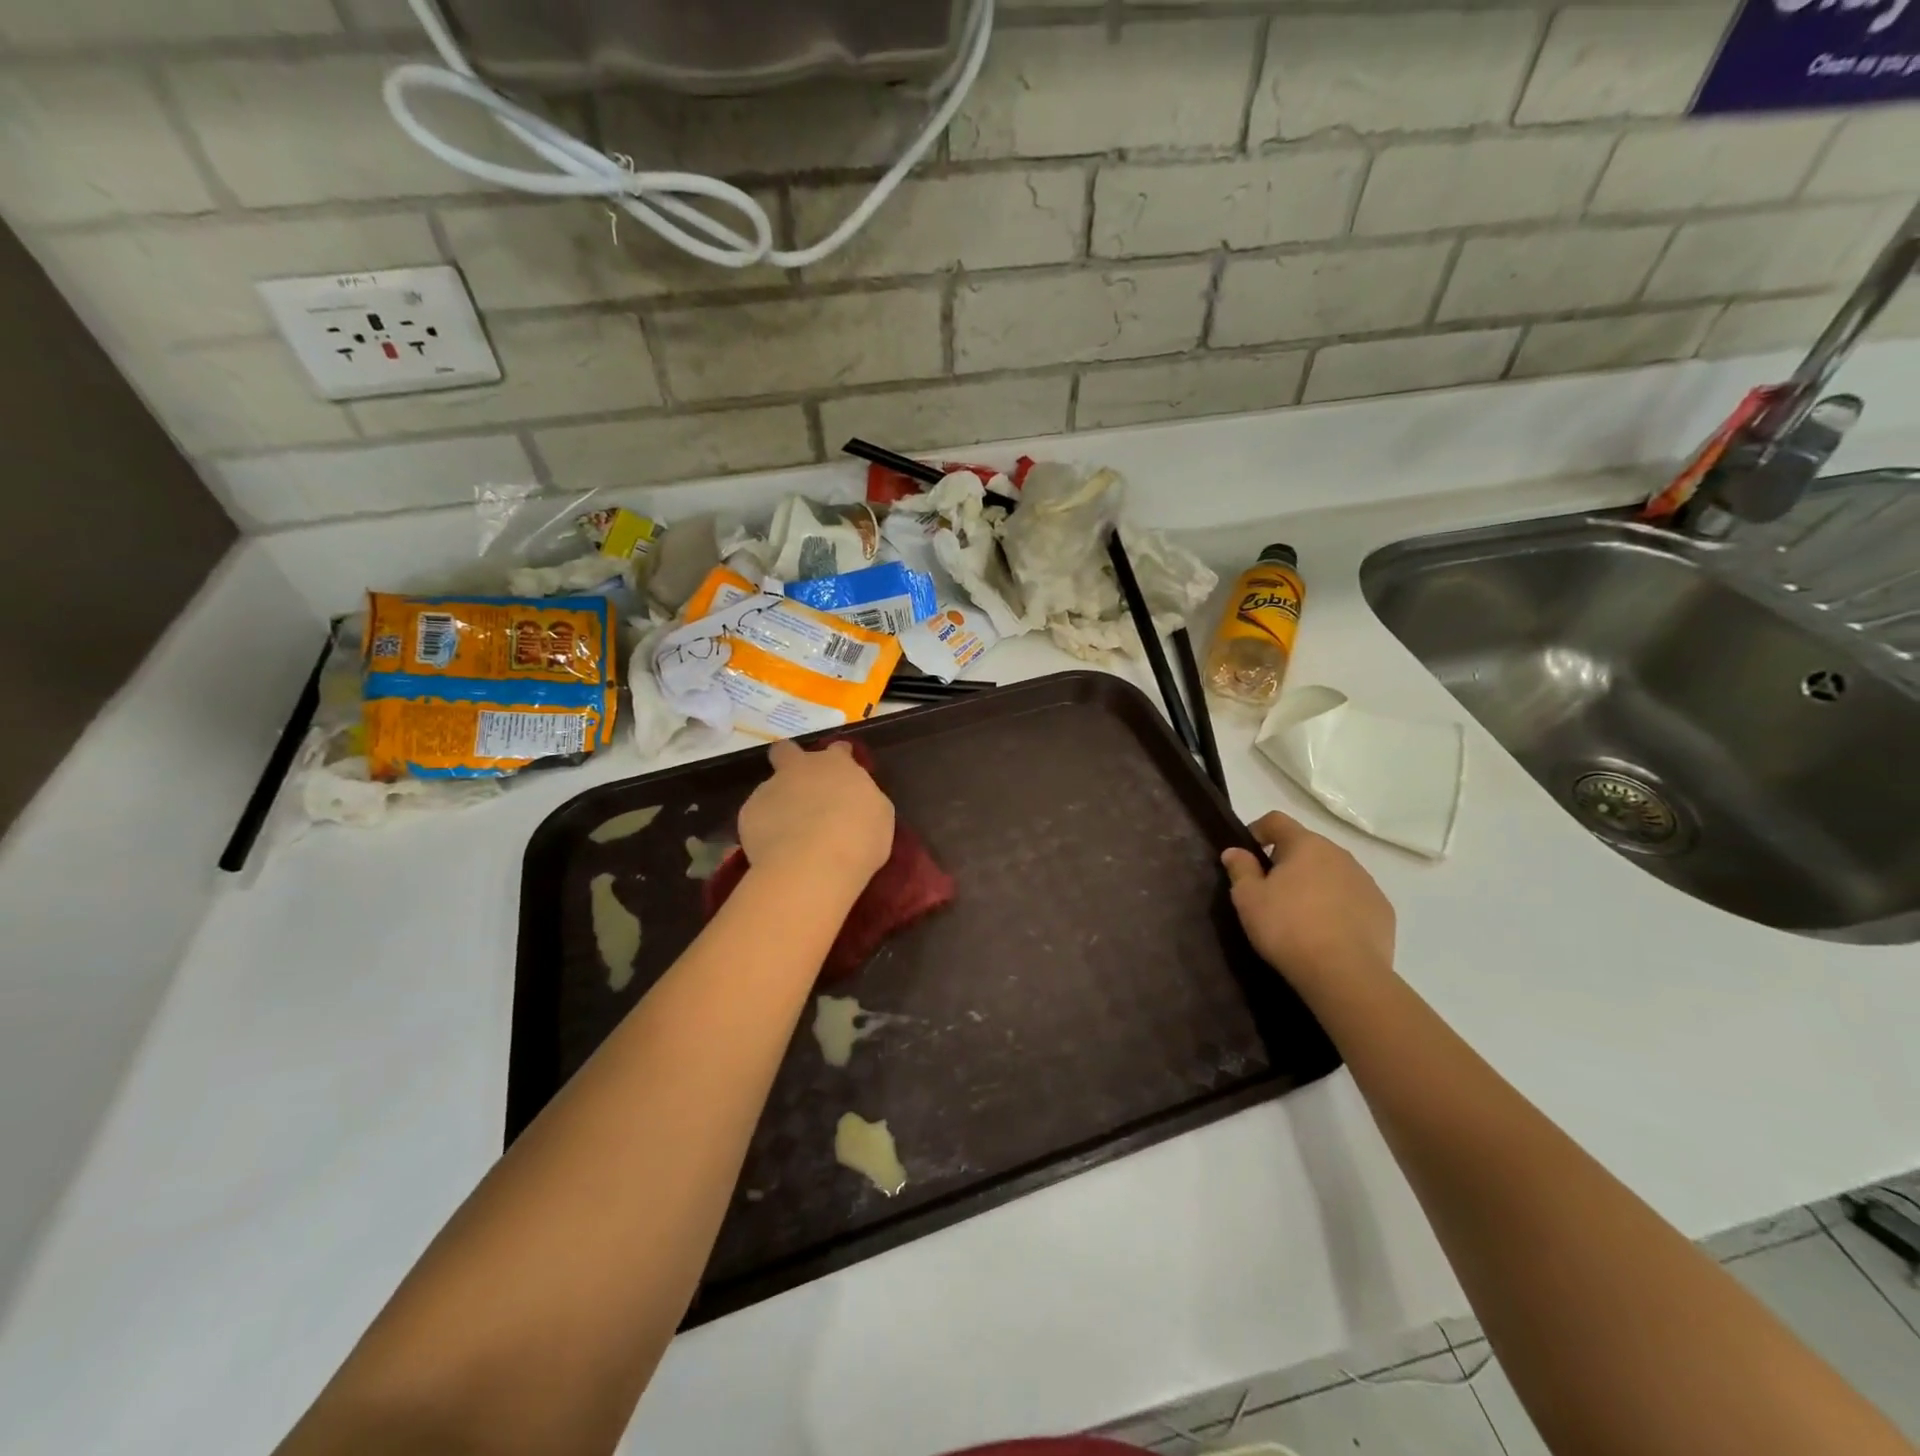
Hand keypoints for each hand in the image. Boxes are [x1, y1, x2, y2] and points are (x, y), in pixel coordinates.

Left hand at [737, 740, 894, 891]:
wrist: (813, 863)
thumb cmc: (859, 838)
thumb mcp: (879, 816)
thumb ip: (863, 799)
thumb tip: (853, 801)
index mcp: (837, 765)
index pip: (838, 750)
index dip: (839, 758)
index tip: (841, 771)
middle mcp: (801, 769)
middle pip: (787, 751)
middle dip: (789, 760)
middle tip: (798, 785)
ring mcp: (771, 788)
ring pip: (771, 789)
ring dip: (780, 804)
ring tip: (789, 835)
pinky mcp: (748, 812)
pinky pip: (758, 817)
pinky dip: (765, 829)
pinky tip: (775, 850)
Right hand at [1221, 810, 1395, 990]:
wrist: (1345, 974)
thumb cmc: (1287, 927)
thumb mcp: (1248, 898)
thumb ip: (1240, 868)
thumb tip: (1235, 851)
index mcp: (1306, 845)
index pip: (1277, 820)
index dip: (1258, 830)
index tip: (1247, 853)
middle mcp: (1340, 854)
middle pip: (1307, 846)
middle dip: (1287, 861)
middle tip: (1271, 890)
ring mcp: (1366, 881)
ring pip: (1332, 872)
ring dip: (1315, 883)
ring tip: (1301, 914)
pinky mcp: (1382, 909)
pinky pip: (1353, 897)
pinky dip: (1338, 906)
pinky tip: (1328, 932)